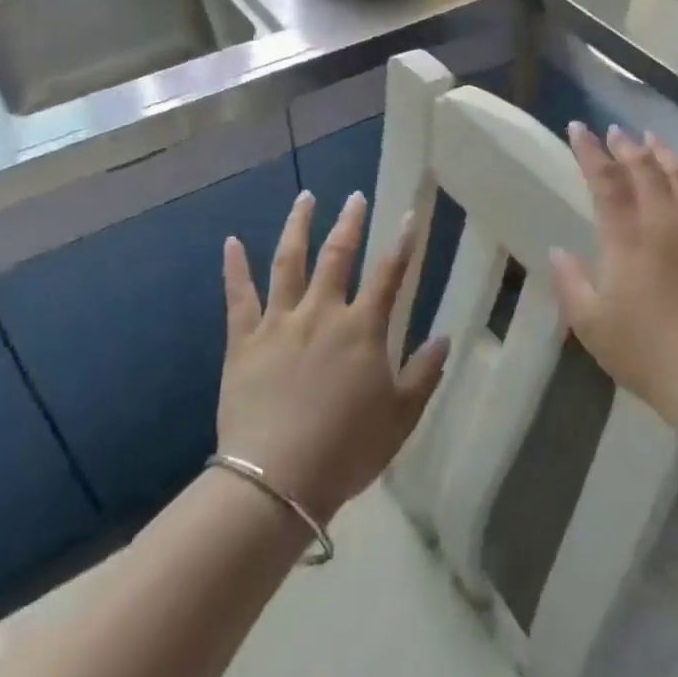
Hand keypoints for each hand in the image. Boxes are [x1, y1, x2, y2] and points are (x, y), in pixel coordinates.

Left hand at [216, 191, 448, 525]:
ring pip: (288, 263)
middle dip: (350, 222)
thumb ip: (425, 372)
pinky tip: (231, 242)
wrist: (276, 480)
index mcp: (363, 328)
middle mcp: (322, 313)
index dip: (403, 242)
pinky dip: (235, 268)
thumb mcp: (401, 415)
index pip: (389, 273)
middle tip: (355, 196)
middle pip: (338, 255)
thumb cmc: (347, 448)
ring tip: (304, 197)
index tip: (409, 215)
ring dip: (297, 226)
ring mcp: (279, 323)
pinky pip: (238, 297)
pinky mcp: (243, 342)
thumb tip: (445, 337)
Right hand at [549, 125, 677, 432]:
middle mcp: (664, 220)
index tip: (578, 129)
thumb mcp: (591, 324)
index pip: (605, 179)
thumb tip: (560, 251)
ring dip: (661, 152)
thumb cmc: (644, 351)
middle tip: (615, 132)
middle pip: (644, 167)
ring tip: (650, 139)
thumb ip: (571, 282)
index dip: (590, 151)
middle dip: (626, 144)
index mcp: (627, 236)